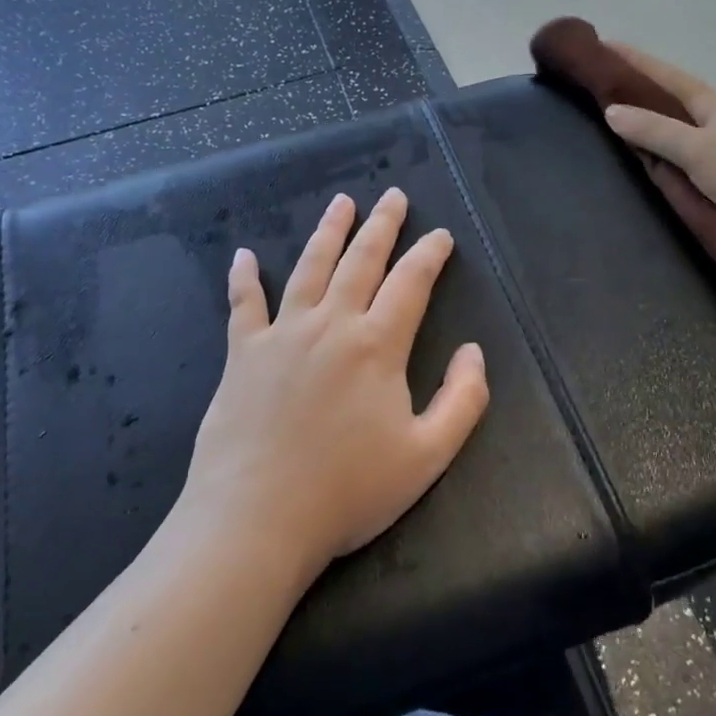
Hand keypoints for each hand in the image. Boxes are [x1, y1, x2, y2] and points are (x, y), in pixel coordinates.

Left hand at [184, 189, 490, 577]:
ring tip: (342, 202)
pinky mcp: (242, 354)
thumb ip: (463, 400)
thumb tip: (472, 351)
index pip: (411, 283)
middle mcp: (331, 325)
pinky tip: (244, 254)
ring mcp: (282, 335)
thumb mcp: (427, 455)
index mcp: (377, 346)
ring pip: (310, 267)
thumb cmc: (348, 491)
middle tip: (394, 195)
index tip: (442, 235)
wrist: (257, 519)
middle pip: (361, 261)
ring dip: (329, 231)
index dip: (430, 255)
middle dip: (383, 225)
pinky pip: (244, 304)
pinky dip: (245, 277)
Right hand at [601, 42, 715, 249]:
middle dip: (643, 88)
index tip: (605, 44)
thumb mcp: (698, 151)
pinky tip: (655, 160)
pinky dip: (666, 149)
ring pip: (683, 126)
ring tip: (621, 121)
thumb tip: (611, 110)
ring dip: (655, 120)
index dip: (636, 61)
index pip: (667, 76)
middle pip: (675, 98)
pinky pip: (689, 153)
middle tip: (605, 84)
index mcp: (715, 106)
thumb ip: (655, 131)